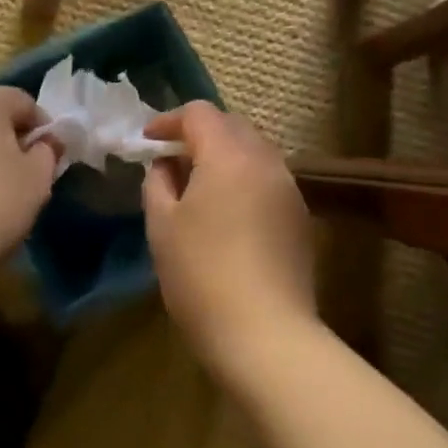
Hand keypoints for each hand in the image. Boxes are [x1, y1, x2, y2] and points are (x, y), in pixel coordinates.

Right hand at [141, 102, 318, 373]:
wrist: (266, 334)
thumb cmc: (201, 275)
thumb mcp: (162, 226)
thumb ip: (158, 183)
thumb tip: (166, 166)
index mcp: (229, 156)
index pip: (199, 114)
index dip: (169, 120)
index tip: (147, 140)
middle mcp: (266, 162)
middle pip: (232, 126)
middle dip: (199, 134)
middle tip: (171, 158)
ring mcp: (289, 189)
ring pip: (254, 152)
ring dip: (224, 155)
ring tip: (197, 184)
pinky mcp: (300, 217)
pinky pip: (267, 179)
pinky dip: (243, 179)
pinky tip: (227, 211)